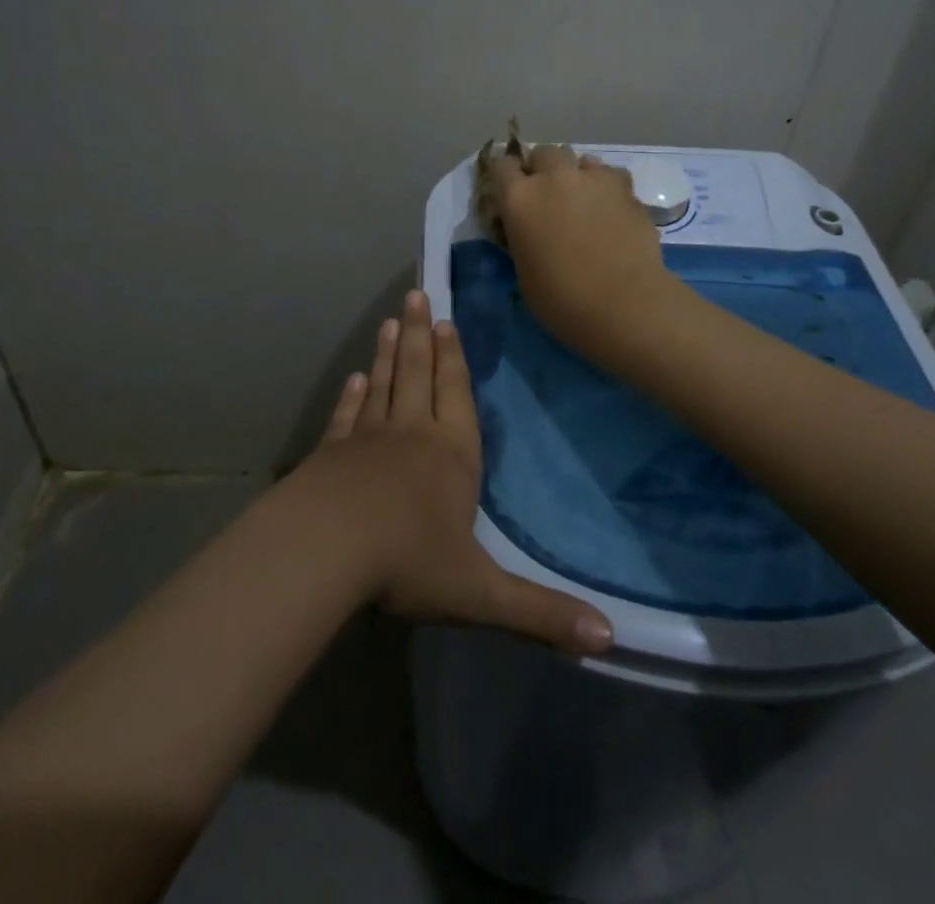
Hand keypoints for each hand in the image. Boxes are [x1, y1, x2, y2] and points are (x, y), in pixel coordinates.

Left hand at [299, 288, 612, 654]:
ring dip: (388, 353)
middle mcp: (412, 435)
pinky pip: (347, 416)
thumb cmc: (407, 563)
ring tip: (389, 322)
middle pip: (418, 374)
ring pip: (383, 386)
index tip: (447, 322)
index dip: (454, 359)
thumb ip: (541, 614)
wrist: (325, 550)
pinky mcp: (331, 454)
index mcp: (452, 456)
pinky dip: (352, 396)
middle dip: (419, 335)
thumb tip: (609, 639)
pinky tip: (353, 378)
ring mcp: (367, 440)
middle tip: (416, 296)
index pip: (457, 395)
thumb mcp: (480, 594)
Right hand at [486, 144, 680, 360]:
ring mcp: (593, 178)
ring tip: (584, 200)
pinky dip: (607, 188)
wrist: (624, 304)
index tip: (510, 192)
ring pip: (581, 159)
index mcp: (519, 198)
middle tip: (549, 195)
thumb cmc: (562, 300)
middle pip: (543, 153)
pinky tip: (612, 210)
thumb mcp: (524, 270)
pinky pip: (611, 176)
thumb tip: (531, 229)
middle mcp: (554, 177)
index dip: (506, 177)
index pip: (501, 166)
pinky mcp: (627, 188)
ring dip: (577, 174)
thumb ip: (523, 236)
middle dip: (543, 169)